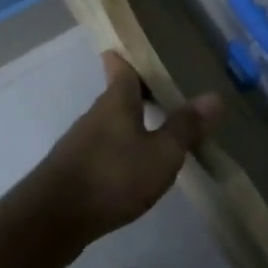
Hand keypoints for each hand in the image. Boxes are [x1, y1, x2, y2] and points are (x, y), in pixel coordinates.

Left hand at [34, 51, 222, 238]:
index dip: (126, 56)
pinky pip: (103, 149)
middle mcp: (95, 115)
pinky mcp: (73, 170)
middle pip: (116, 95)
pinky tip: (134, 166)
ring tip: (155, 128)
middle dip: (137, 92)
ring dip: (130, 123)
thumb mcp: (161, 154)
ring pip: (110, 123)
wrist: (53, 219)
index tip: (134, 48)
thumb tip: (214, 96)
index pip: (120, 67)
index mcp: (116, 101)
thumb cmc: (113, 176)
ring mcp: (80, 143)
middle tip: (164, 90)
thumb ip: (186, 127)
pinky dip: (120, 149)